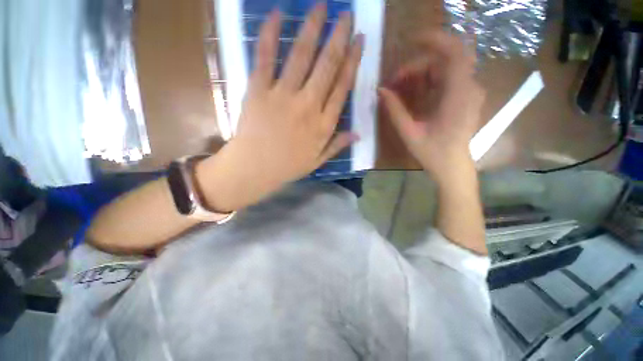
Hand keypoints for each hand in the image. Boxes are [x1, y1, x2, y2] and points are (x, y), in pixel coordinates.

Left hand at [198, 4, 363, 211]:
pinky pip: (265, 57)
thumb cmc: (288, 166)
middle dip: (338, 37)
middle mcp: (308, 105)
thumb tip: (358, 134)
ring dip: (312, 28)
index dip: (352, 61)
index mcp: (323, 124)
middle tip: (346, 14)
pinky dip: (269, 34)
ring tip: (321, 6)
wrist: (254, 169)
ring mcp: (283, 95)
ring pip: (300, 55)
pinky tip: (276, 14)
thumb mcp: (317, 161)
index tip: (359, 40)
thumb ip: (338, 145)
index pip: (342, 87)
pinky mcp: (259, 90)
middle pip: (327, 65)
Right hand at [378, 32, 483, 181]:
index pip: (454, 53)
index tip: (412, 41)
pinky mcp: (465, 97)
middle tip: (395, 82)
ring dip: (421, 74)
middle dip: (417, 66)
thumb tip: (381, 90)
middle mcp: (468, 88)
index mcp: (458, 96)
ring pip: (444, 69)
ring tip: (400, 88)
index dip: (436, 40)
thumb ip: (395, 110)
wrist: (452, 165)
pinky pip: (446, 79)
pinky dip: (428, 80)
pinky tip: (414, 92)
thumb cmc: (432, 152)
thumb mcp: (409, 133)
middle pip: (444, 61)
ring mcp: (468, 92)